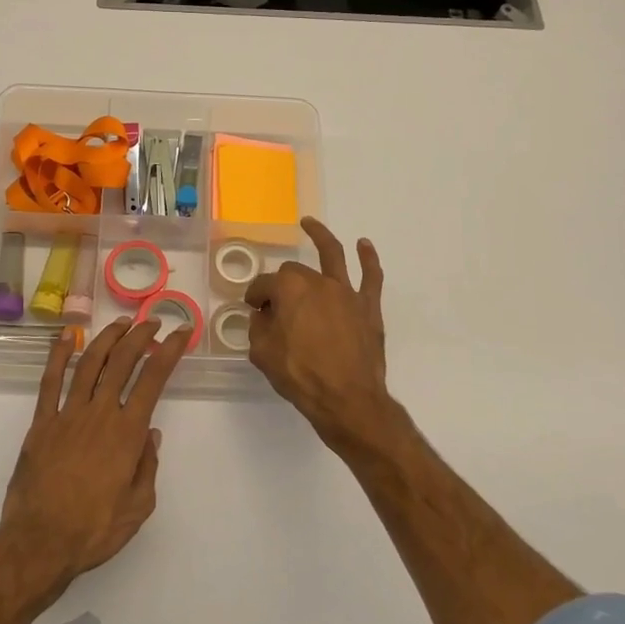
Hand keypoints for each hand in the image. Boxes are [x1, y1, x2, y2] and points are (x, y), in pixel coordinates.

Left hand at [1, 318, 187, 584]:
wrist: (40, 543)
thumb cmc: (94, 530)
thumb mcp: (138, 507)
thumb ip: (148, 467)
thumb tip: (151, 434)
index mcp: (127, 433)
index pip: (153, 380)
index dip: (169, 351)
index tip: (180, 333)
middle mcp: (100, 414)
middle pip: (122, 362)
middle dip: (140, 336)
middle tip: (151, 322)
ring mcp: (68, 414)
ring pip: (89, 364)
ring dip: (107, 338)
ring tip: (120, 323)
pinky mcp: (42, 423)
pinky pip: (50, 382)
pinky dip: (58, 356)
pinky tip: (66, 337)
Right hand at [245, 217, 394, 445]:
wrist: (347, 400)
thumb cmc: (300, 376)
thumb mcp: (263, 354)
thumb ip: (258, 328)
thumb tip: (262, 316)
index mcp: (289, 289)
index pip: (264, 285)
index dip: (255, 296)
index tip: (253, 309)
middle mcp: (317, 281)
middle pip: (294, 272)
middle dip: (281, 283)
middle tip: (275, 305)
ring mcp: (346, 292)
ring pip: (332, 256)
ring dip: (321, 236)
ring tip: (310, 224)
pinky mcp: (368, 306)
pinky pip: (371, 276)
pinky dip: (368, 258)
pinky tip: (364, 245)